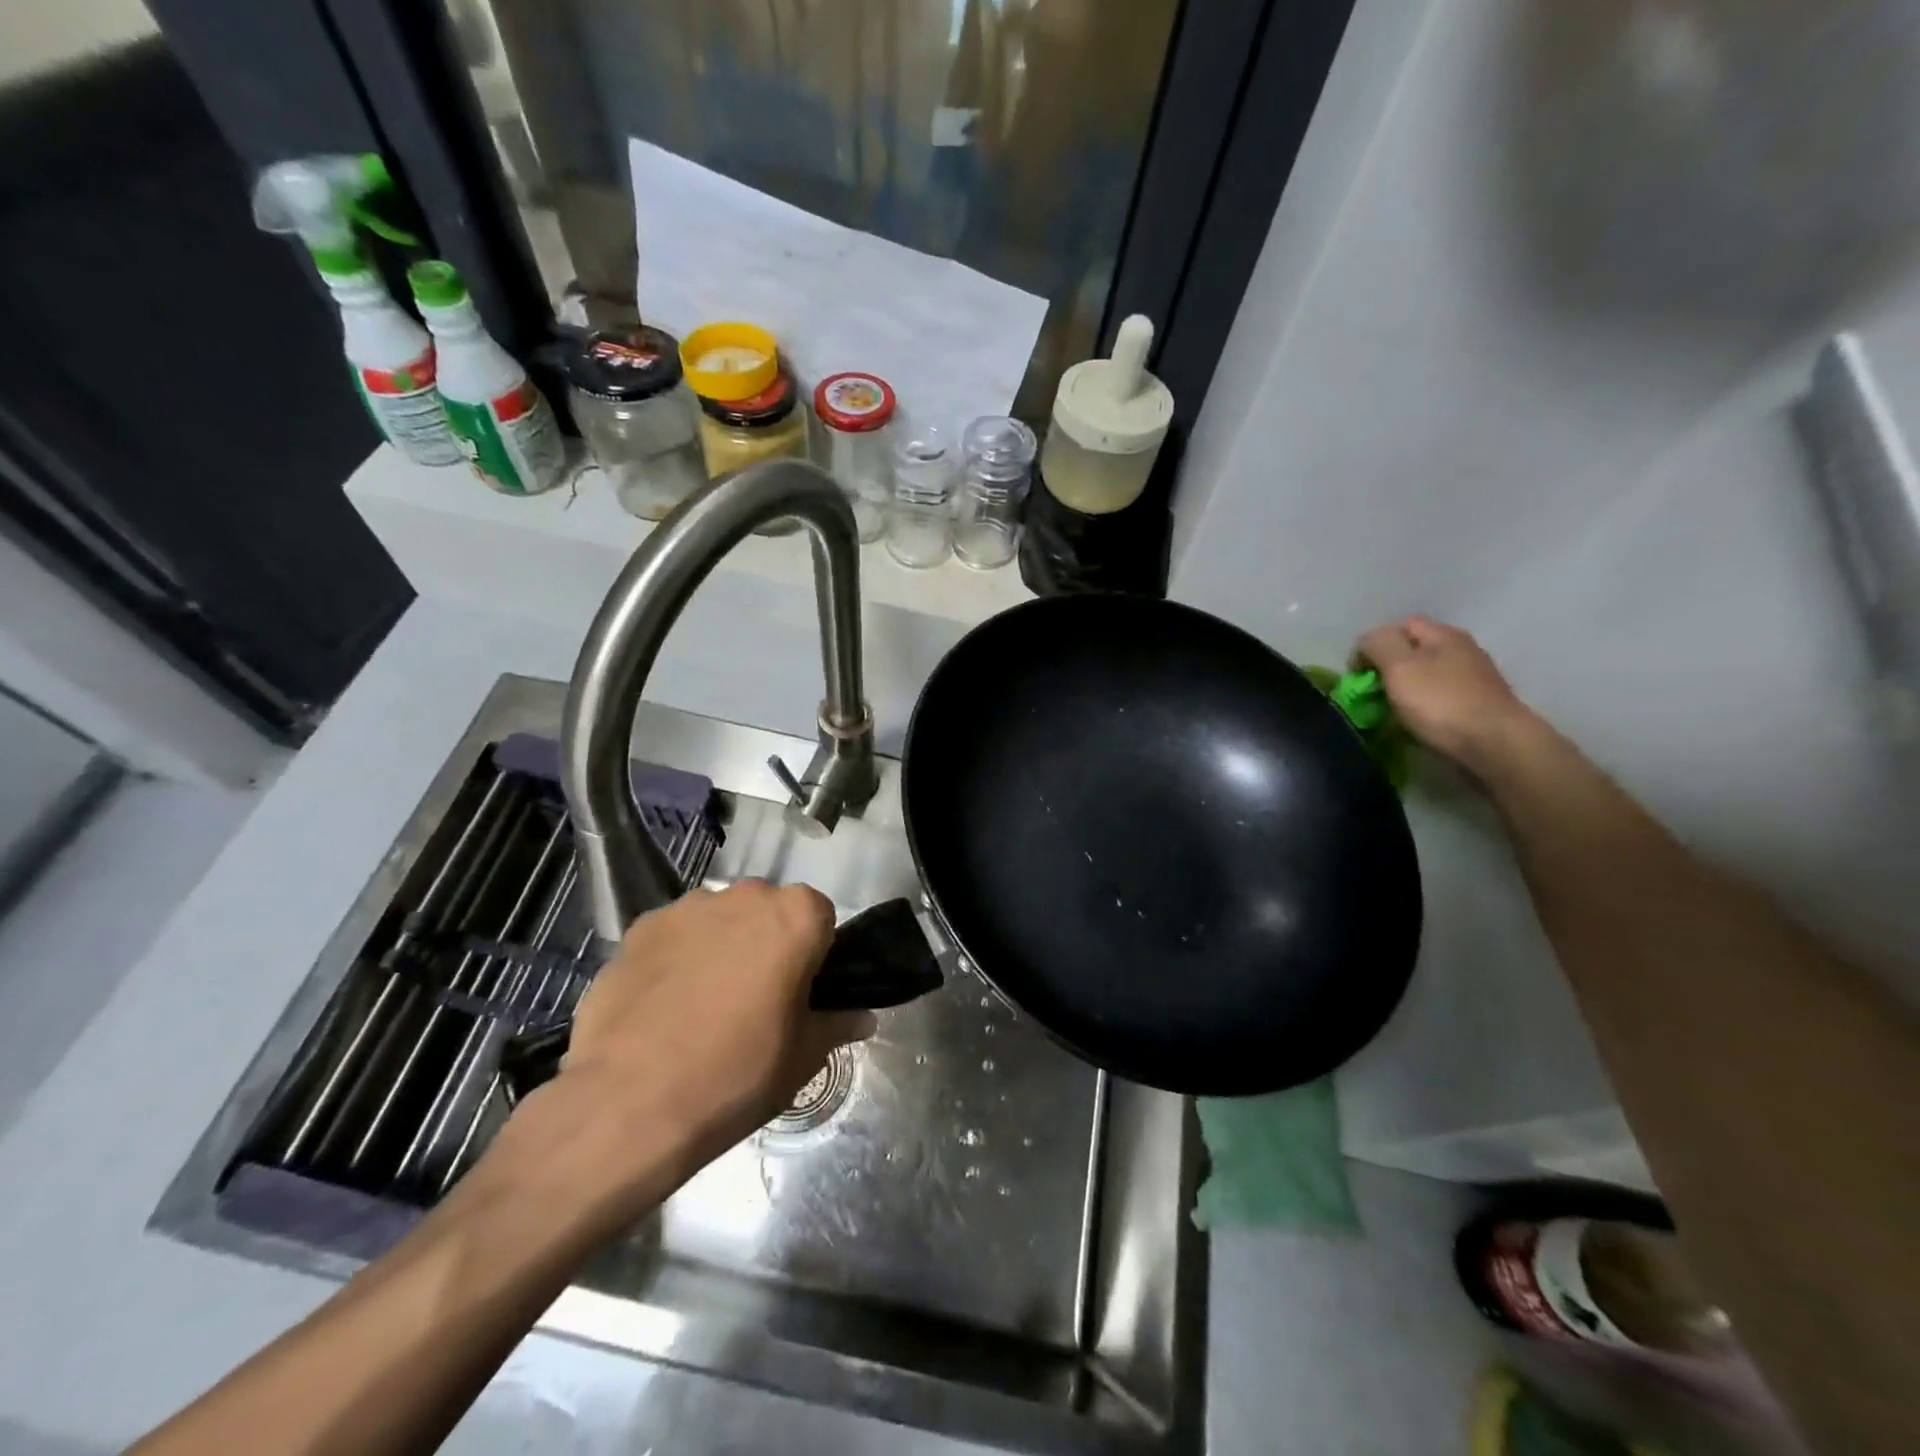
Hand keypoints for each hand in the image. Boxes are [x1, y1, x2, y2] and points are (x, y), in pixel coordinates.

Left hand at [494, 882, 872, 1228]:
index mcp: (796, 916)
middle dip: (767, 943)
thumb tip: (862, 1017)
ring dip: (721, 946)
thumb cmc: (735, 1075)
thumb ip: (837, 1025)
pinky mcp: (639, 927)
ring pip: (719, 920)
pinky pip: (674, 935)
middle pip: (769, 911)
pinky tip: (663, 1006)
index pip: (821, 918)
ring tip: (702, 1005)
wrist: (628, 1104)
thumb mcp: (802, 1058)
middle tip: (756, 999)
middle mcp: (745, 895)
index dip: (815, 954)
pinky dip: (676, 958)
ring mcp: (687, 907)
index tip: (801, 992)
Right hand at [1355, 617, 1539, 774]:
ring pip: (1426, 676)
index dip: (1372, 644)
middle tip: (1372, 693)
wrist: (1495, 746)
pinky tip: (1415, 723)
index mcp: (1443, 635)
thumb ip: (1378, 645)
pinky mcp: (1478, 705)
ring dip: (1404, 690)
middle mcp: (1462, 650)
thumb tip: (1367, 642)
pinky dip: (1422, 707)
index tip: (1358, 673)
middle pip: (1413, 651)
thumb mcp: (1399, 667)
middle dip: (1388, 669)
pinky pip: (1439, 698)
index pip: (1398, 626)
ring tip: (1390, 711)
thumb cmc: (1441, 703)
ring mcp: (1474, 679)